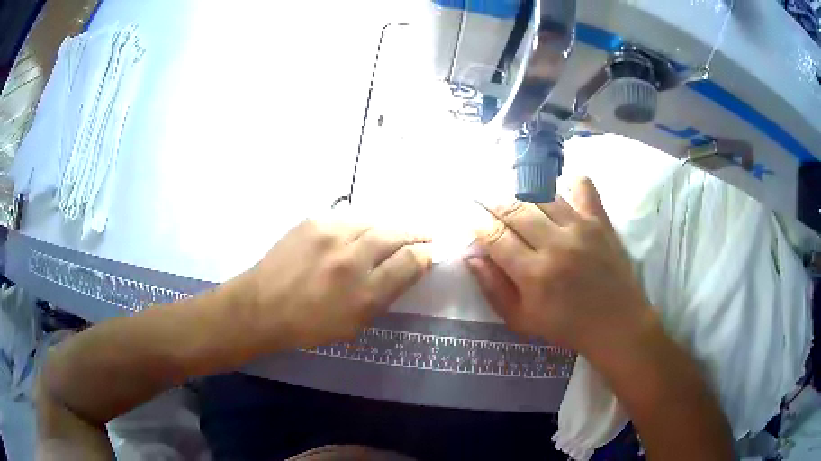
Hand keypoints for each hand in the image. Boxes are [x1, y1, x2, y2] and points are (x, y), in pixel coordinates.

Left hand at [242, 218, 431, 349]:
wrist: (263, 306)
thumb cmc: (310, 325)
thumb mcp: (355, 323)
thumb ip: (386, 294)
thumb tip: (410, 268)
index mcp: (363, 291)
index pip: (409, 261)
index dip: (425, 255)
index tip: (429, 253)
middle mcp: (350, 258)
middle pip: (395, 234)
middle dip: (415, 234)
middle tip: (424, 236)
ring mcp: (330, 234)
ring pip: (373, 221)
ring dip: (387, 228)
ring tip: (392, 235)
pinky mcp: (313, 220)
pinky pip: (348, 218)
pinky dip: (360, 226)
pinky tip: (358, 234)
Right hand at [465, 178, 651, 358]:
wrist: (616, 323)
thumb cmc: (567, 327)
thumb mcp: (522, 320)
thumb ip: (493, 288)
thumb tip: (471, 255)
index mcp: (533, 274)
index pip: (494, 236)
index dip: (476, 222)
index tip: (468, 215)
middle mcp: (555, 244)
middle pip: (513, 209)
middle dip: (491, 202)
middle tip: (483, 201)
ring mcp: (581, 227)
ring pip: (541, 195)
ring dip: (521, 193)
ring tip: (514, 197)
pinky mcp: (600, 220)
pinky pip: (582, 187)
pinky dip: (568, 182)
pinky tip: (559, 190)